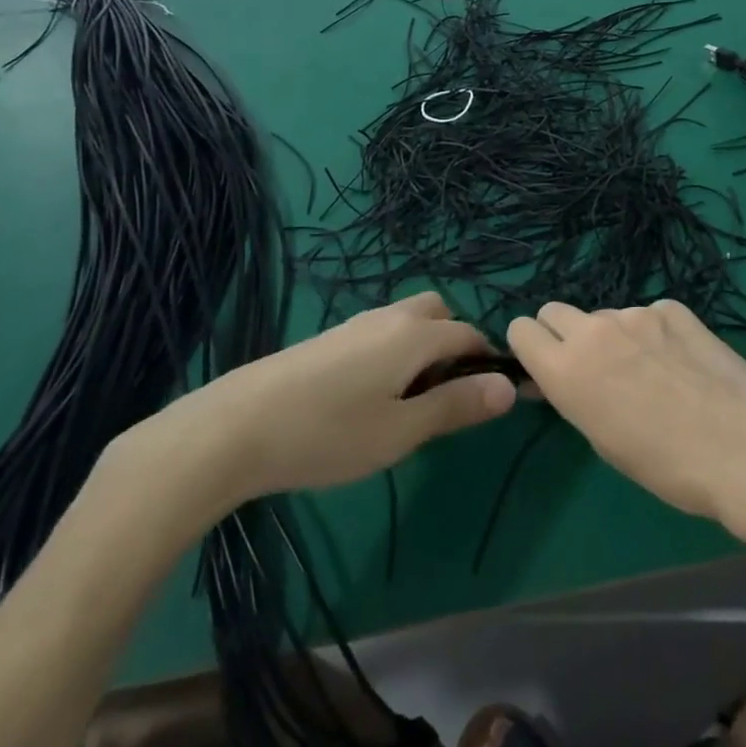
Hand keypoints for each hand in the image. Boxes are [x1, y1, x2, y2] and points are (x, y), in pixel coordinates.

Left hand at [97, 293, 516, 545]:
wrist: (235, 427)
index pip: (470, 335)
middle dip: (455, 343)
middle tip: (446, 395)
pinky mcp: (328, 338)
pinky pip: (380, 331)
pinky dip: (395, 350)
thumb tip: (510, 387)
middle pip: (440, 312)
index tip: (495, 397)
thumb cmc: (328, 433)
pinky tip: (369, 396)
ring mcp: (354, 324)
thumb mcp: (401, 431)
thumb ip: (456, 405)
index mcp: (416, 335)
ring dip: (424, 347)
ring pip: (408, 320)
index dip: (489, 362)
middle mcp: (390, 317)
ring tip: (408, 401)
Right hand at [506, 299, 745, 526]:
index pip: (521, 329)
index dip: (530, 347)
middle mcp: (594, 329)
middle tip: (592, 368)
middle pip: (555, 311)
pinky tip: (681, 363)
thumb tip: (557, 379)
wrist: (745, 446)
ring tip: (651, 374)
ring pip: (606, 316)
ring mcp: (636, 313)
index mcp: (566, 367)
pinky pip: (648, 315)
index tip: (545, 367)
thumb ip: (573, 396)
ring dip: (614, 337)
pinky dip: (654, 333)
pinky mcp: (673, 308)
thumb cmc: (666, 465)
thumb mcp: (602, 441)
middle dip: (562, 334)